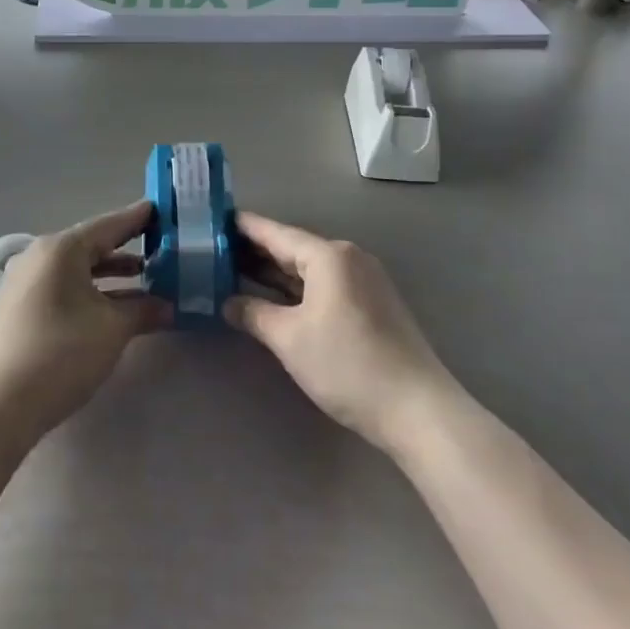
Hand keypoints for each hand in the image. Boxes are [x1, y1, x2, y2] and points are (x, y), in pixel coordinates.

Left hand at [0, 200, 171, 442]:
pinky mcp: (19, 309)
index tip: (163, 210)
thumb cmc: (61, 353)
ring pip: (78, 270)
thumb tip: (168, 306)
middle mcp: (39, 257)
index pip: (109, 225)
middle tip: (162, 248)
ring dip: (112, 276)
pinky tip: (113, 308)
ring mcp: (25, 283)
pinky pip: (64, 288)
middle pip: (92, 246)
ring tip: (147, 281)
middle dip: (127, 250)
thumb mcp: (113, 329)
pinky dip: (91, 292)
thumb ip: (144, 309)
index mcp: (61, 249)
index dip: (138, 219)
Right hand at [225, 212, 458, 453]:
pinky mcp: (372, 304)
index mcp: (329, 256)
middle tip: (215, 250)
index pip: (276, 233)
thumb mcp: (290, 339)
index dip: (243, 227)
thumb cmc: (347, 365)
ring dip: (276, 272)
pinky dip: (298, 288)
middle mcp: (348, 258)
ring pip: (310, 268)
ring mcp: (364, 280)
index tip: (213, 220)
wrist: (417, 408)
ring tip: (236, 271)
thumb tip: (228, 303)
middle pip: (293, 248)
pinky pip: (325, 284)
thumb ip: (254, 314)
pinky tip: (275, 297)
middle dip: (256, 251)